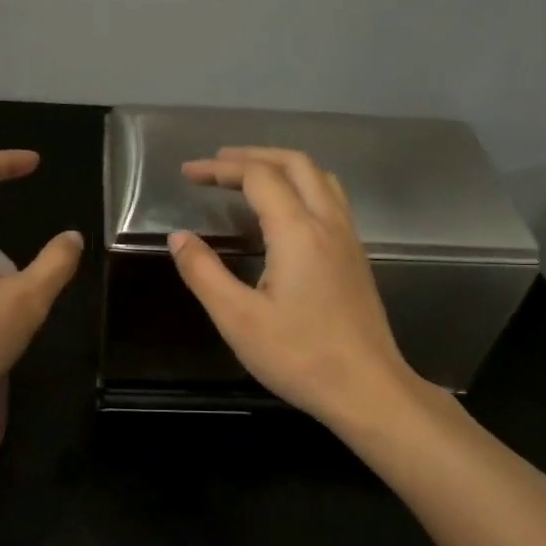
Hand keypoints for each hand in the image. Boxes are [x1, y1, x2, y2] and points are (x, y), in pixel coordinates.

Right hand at [170, 147, 418, 427]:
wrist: (367, 389)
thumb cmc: (299, 356)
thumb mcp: (238, 319)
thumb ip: (204, 273)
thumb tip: (178, 237)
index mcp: (297, 232)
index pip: (258, 176)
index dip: (220, 168)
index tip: (188, 173)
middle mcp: (328, 223)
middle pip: (295, 163)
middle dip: (252, 156)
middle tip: (217, 165)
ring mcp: (348, 239)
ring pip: (320, 178)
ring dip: (283, 166)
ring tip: (249, 178)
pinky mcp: (356, 257)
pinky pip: (331, 200)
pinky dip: (302, 186)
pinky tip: (285, 213)